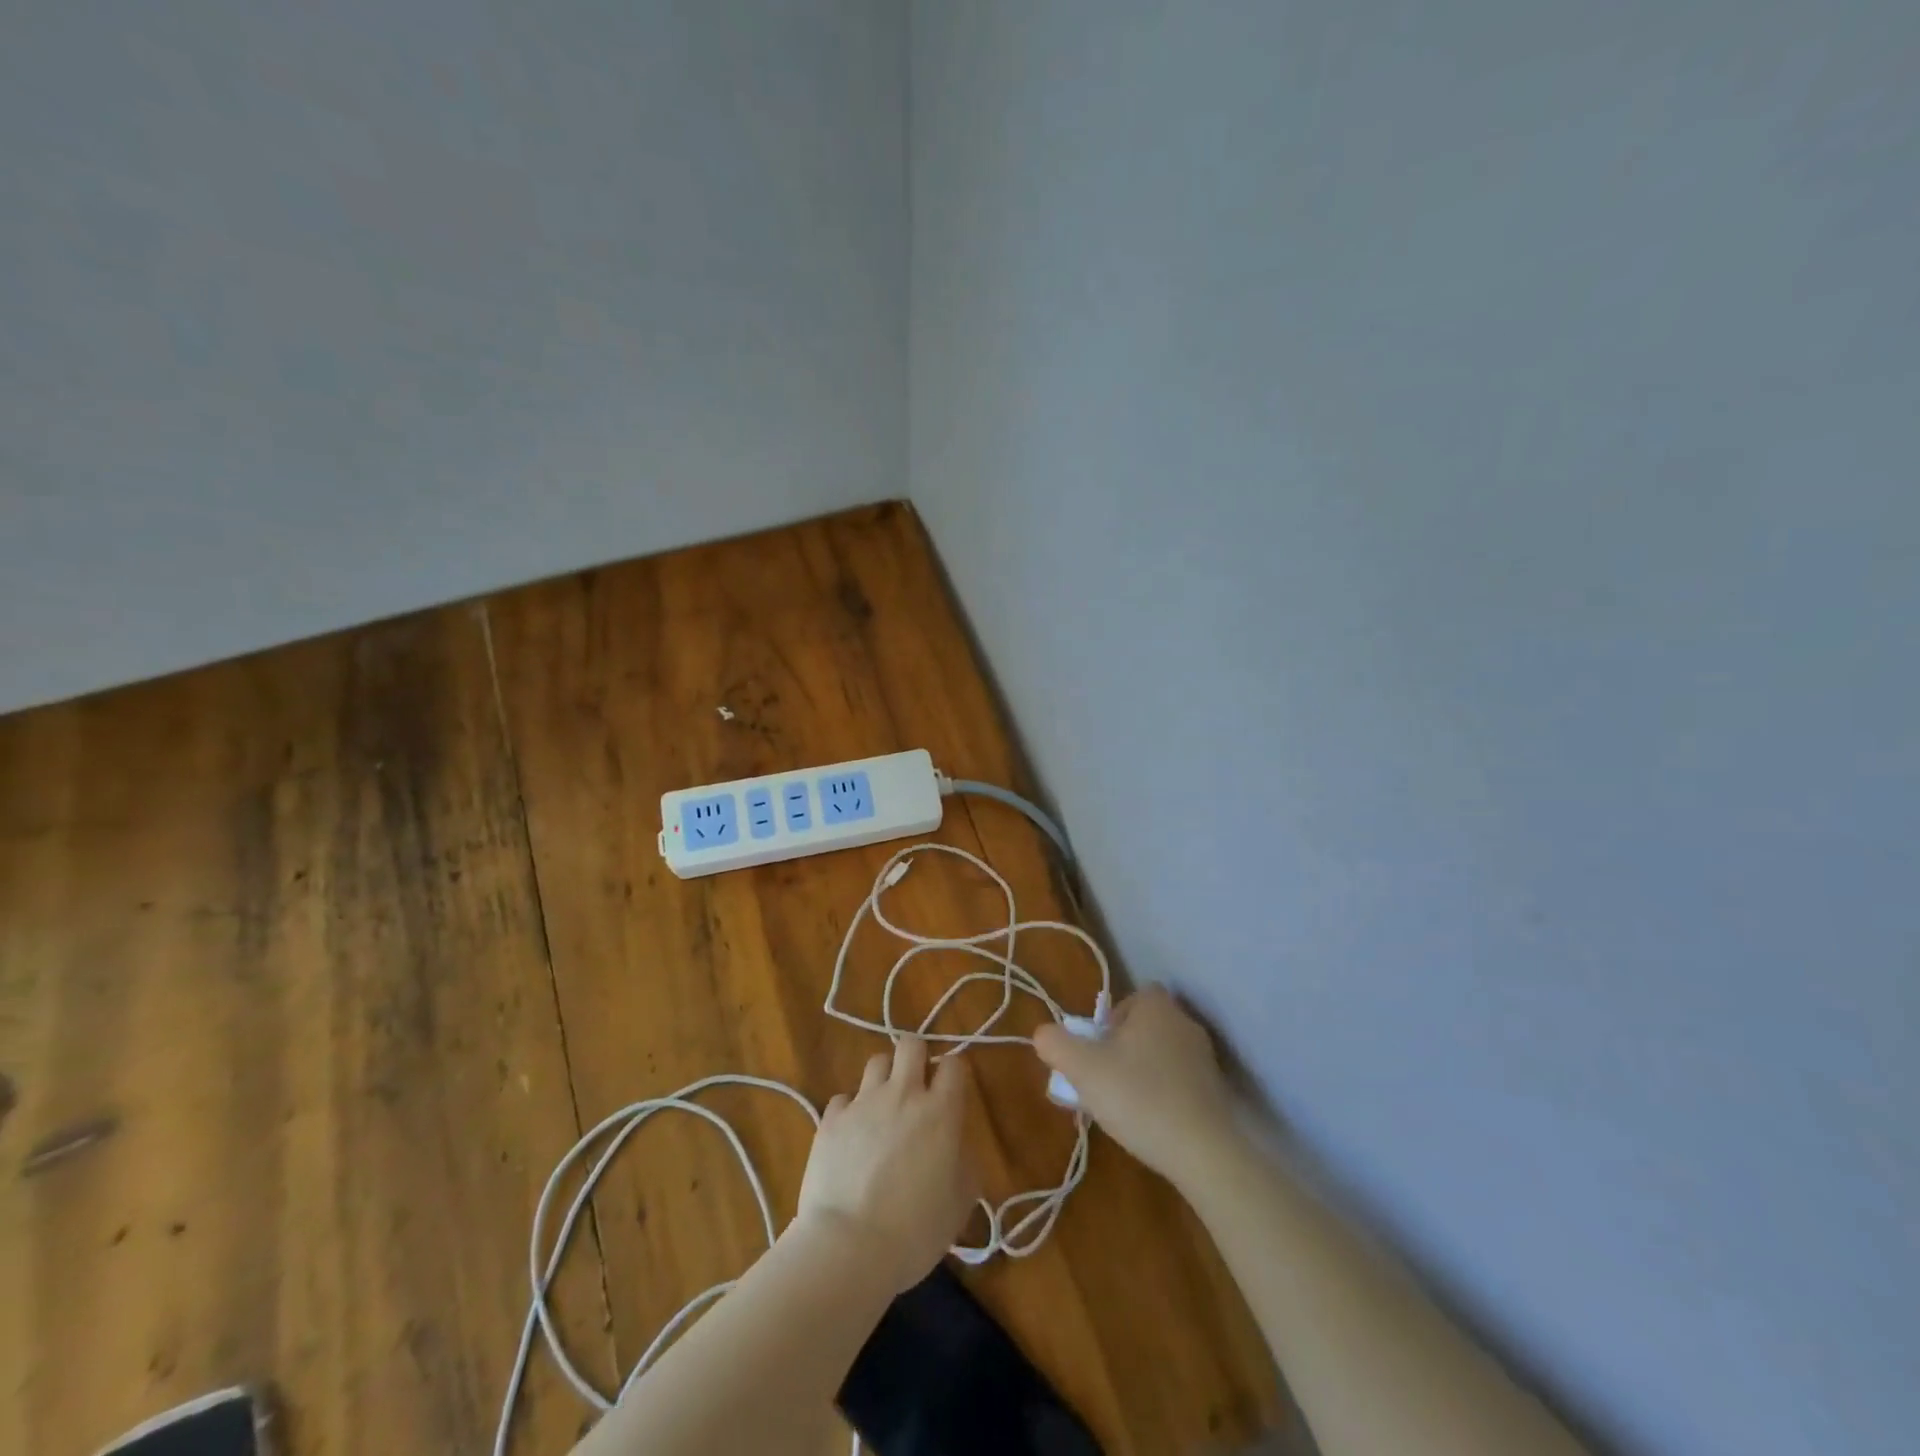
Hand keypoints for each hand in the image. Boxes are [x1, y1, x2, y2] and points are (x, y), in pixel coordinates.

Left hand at [796, 1037, 979, 1291]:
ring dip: (884, 1079)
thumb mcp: (961, 1203)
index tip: (951, 1092)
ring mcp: (863, 1103)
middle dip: (917, 1057)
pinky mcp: (831, 1119)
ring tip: (883, 1108)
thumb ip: (965, 1162)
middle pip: (911, 1044)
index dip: (954, 1073)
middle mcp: (903, 1094)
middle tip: (917, 1086)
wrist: (849, 1247)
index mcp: (940, 1111)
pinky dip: (850, 1111)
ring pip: (876, 1062)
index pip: (954, 1064)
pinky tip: (851, 1137)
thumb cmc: (915, 1230)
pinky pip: (843, 1099)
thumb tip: (956, 1145)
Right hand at [1033, 986, 1239, 1188]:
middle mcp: (1184, 1023)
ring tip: (1121, 1108)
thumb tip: (1043, 1033)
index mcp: (1156, 1007)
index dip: (1109, 1020)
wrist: (1204, 1152)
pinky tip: (1148, 1124)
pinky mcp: (1216, 1092)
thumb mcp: (1083, 1069)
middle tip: (1101, 1081)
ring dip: (1139, 1075)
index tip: (1096, 1050)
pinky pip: (1178, 1082)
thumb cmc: (1139, 1097)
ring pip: (1159, 1057)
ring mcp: (1204, 1058)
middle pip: (1142, 1028)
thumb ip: (1056, 1044)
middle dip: (1120, 1051)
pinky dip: (1161, 1096)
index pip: (1129, 998)